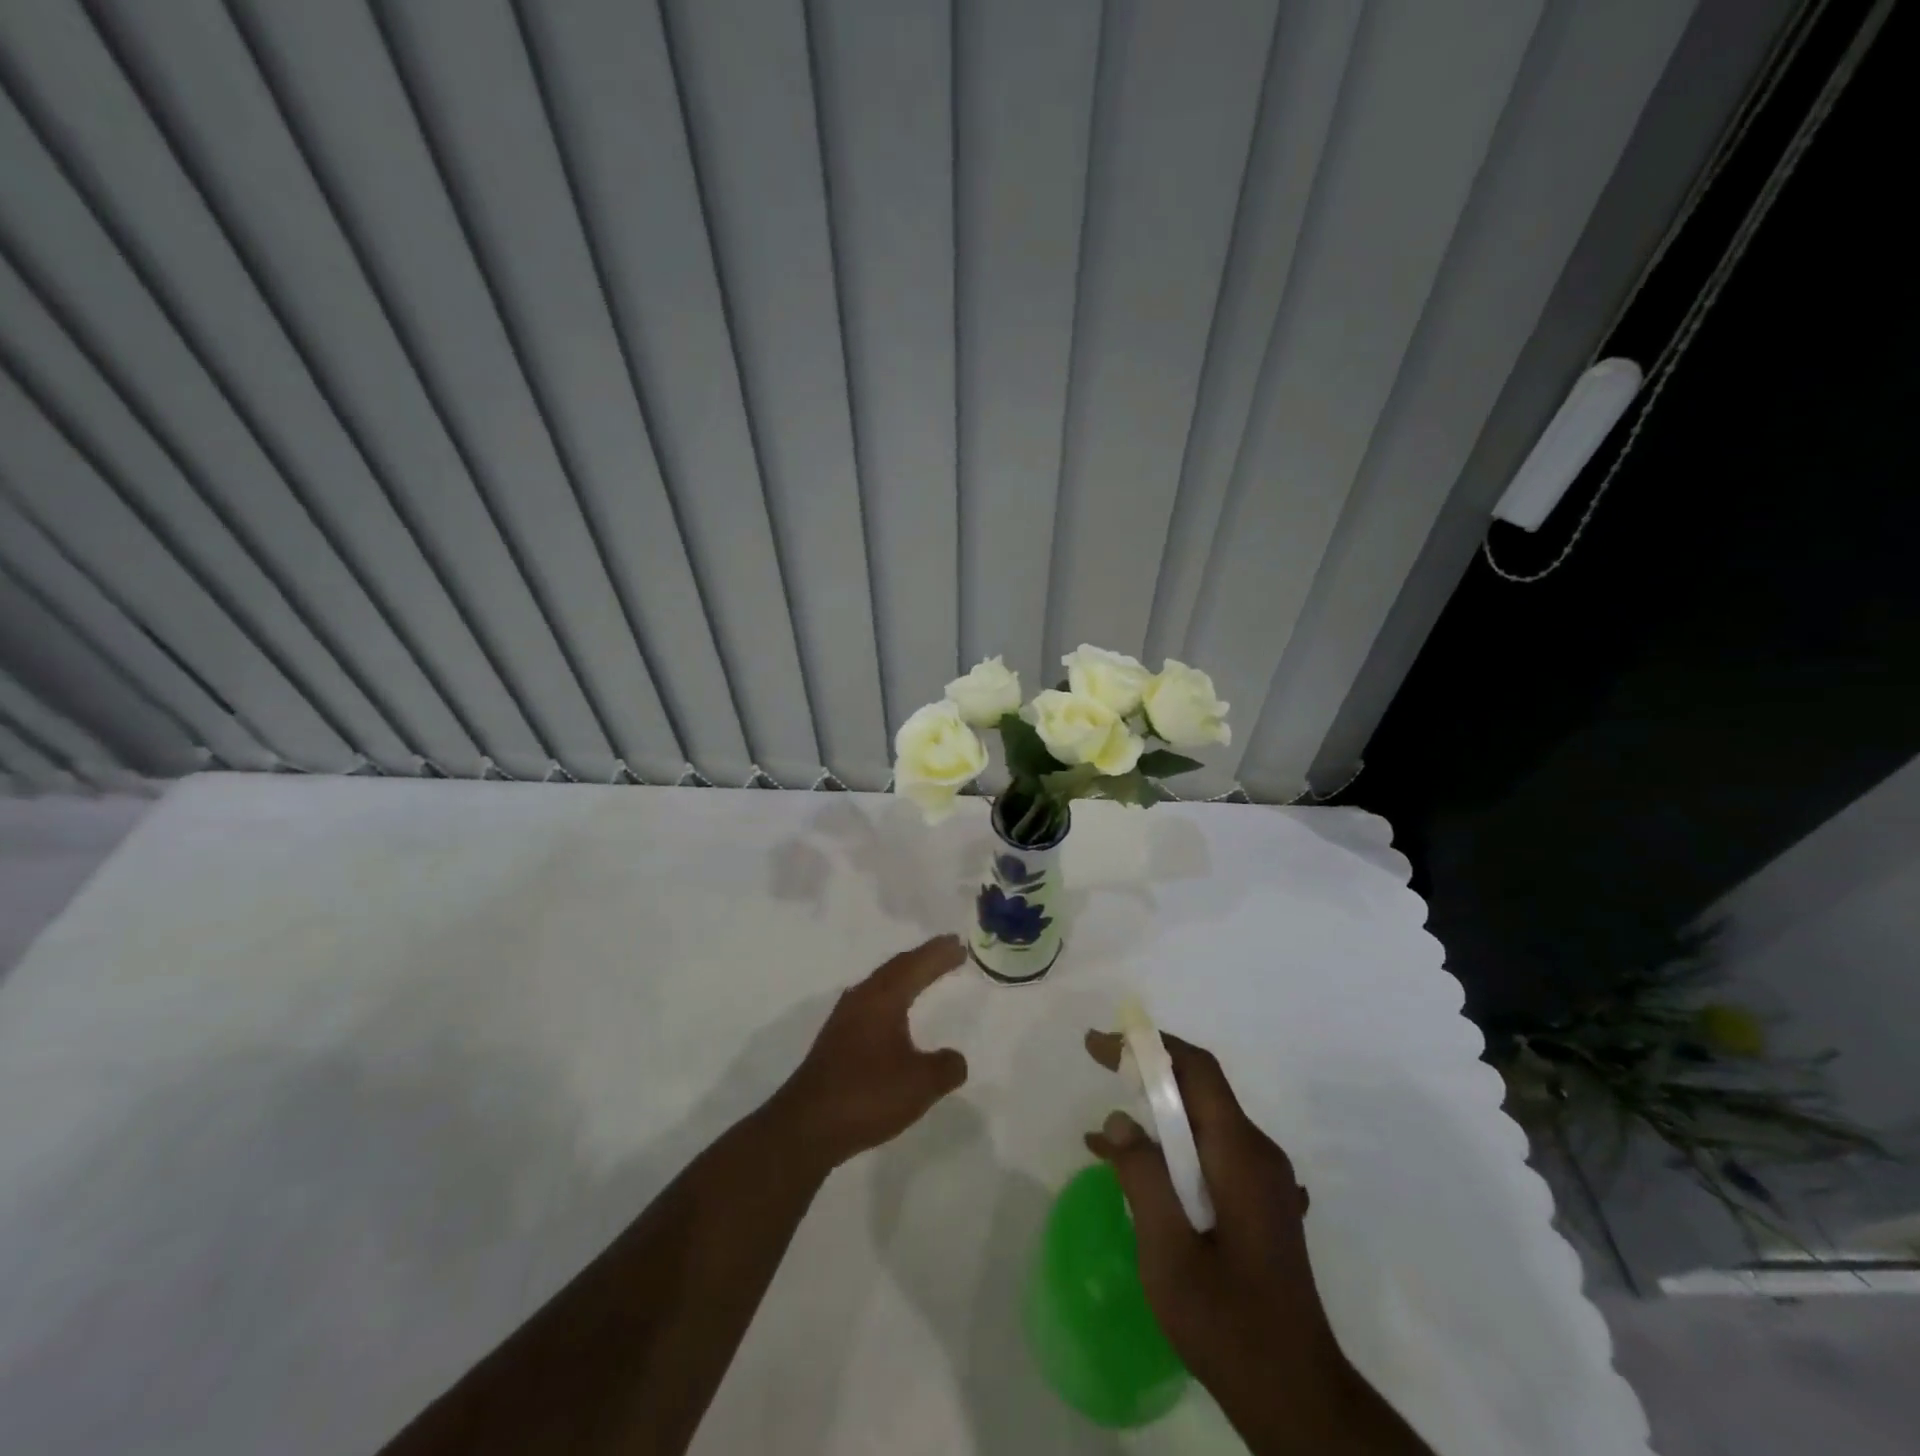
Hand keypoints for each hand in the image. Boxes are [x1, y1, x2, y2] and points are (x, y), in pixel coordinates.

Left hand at [771, 935, 969, 1169]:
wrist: (806, 1127)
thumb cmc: (866, 1095)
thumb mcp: (920, 1084)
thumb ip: (946, 1067)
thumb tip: (955, 1058)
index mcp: (883, 998)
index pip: (916, 965)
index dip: (939, 954)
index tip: (960, 943)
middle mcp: (861, 999)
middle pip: (896, 968)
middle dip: (924, 959)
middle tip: (949, 951)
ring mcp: (844, 1019)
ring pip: (881, 985)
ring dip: (906, 977)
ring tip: (925, 975)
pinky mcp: (836, 1040)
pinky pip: (872, 1004)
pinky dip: (892, 998)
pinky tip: (894, 1014)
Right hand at [1085, 1029, 1399, 1453]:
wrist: (1297, 1399)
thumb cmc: (1229, 1324)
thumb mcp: (1169, 1253)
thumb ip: (1143, 1178)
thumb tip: (1120, 1120)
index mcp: (1241, 1154)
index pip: (1196, 1070)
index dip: (1148, 1046)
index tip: (1101, 1044)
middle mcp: (1258, 1154)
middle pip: (1200, 1089)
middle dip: (1148, 1071)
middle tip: (1100, 1064)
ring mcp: (1262, 1179)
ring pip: (1202, 1121)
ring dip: (1154, 1113)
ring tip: (1103, 1130)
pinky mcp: (1258, 1203)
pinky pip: (1208, 1153)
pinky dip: (1169, 1148)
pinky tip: (1132, 1170)